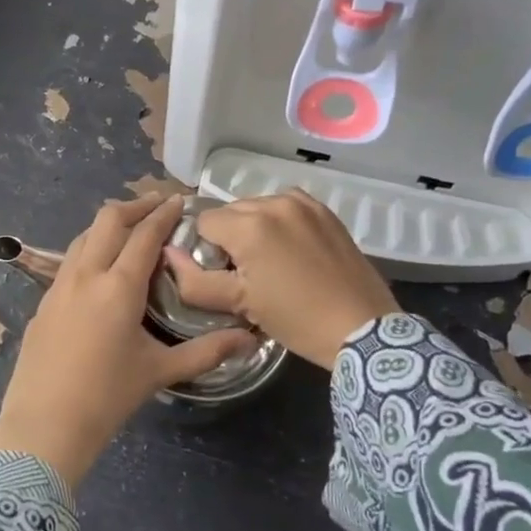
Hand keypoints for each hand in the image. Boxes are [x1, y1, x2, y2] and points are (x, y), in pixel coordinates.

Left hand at [0, 195, 255, 485]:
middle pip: (108, 220)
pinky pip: (70, 260)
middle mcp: (86, 275)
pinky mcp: (44, 302)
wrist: (44, 424)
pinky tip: (100, 268)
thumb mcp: (160, 371)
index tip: (179, 200)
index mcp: (118, 286)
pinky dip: (91, 247)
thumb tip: (250, 339)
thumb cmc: (107, 396)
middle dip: (135, 206)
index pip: (145, 234)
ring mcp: (59, 286)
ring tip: (130, 230)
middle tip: (157, 205)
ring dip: (109, 224)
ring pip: (84, 236)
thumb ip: (207, 351)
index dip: (164, 213)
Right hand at [166, 191, 399, 367]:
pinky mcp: (325, 212)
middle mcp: (275, 202)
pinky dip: (281, 224)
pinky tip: (292, 252)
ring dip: (255, 229)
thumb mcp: (238, 304)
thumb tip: (168, 253)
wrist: (361, 328)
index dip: (206, 250)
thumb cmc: (295, 319)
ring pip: (258, 208)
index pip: (204, 222)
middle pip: (231, 212)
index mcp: (249, 224)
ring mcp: (304, 204)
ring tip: (272, 264)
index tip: (224, 276)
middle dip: (230, 238)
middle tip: (247, 275)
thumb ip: (194, 280)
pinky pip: (287, 208)